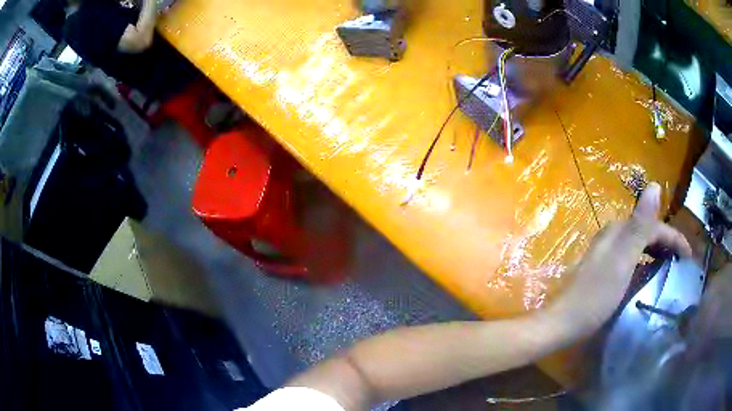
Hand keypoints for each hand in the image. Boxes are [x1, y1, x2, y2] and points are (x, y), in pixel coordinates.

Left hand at [547, 182, 692, 338]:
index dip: (674, 237)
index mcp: (618, 231)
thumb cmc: (596, 296)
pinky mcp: (603, 271)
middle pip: (646, 232)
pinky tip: (648, 275)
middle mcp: (612, 236)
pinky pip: (631, 259)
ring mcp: (606, 254)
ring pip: (639, 245)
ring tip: (670, 266)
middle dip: (666, 243)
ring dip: (656, 252)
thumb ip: (640, 225)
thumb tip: (655, 185)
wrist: (562, 324)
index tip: (689, 255)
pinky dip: (644, 263)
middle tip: (681, 261)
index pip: (653, 225)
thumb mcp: (623, 260)